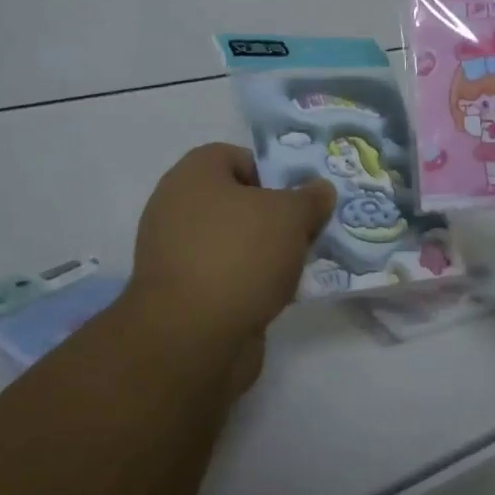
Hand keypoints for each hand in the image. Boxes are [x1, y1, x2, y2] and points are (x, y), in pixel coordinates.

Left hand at [127, 143, 336, 351]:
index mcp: (193, 174)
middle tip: (306, 232)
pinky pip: (223, 275)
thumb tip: (320, 189)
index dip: (272, 172)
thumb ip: (310, 198)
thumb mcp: (291, 216)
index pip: (236, 157)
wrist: (192, 338)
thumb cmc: (240, 255)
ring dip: (265, 252)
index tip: (299, 198)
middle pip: (236, 201)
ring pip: (232, 241)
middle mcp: (176, 207)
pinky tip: (277, 296)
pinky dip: (248, 282)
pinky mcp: (180, 293)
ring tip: (299, 267)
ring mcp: (174, 252)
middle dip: (273, 216)